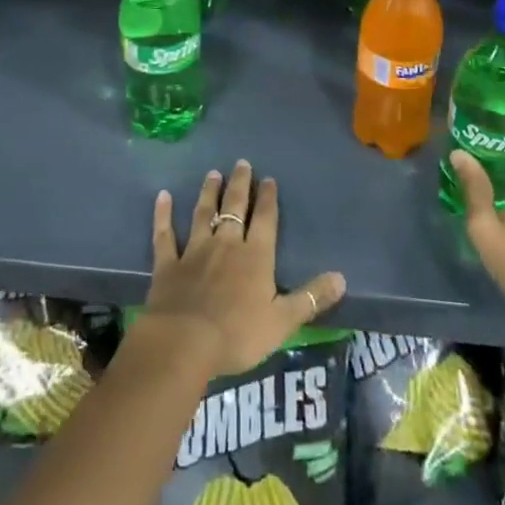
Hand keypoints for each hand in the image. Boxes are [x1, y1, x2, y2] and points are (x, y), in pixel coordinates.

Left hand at [138, 161, 346, 379]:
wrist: (185, 341)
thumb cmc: (238, 334)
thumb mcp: (283, 321)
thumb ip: (311, 298)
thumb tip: (342, 278)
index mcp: (256, 257)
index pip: (265, 220)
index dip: (268, 199)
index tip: (268, 179)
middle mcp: (226, 245)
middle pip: (235, 208)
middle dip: (240, 185)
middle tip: (242, 163)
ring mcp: (195, 251)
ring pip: (203, 214)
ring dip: (209, 193)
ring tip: (213, 174)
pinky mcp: (168, 263)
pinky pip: (165, 234)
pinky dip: (163, 215)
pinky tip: (162, 196)